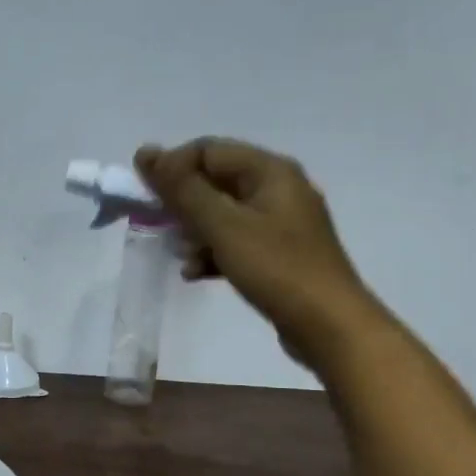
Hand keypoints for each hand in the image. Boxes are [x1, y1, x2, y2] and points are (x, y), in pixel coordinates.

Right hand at [135, 138, 380, 369]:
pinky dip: (213, 252)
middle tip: (159, 228)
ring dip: (195, 231)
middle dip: (182, 204)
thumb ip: (182, 189)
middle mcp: (278, 188)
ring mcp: (281, 222)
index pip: (207, 150)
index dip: (172, 167)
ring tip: (181, 256)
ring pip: (223, 213)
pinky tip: (197, 273)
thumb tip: (146, 152)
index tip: (146, 198)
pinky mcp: (279, 253)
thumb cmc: (275, 268)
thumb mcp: (223, 225)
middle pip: (215, 181)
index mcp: (270, 171)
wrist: (329, 325)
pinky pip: (236, 240)